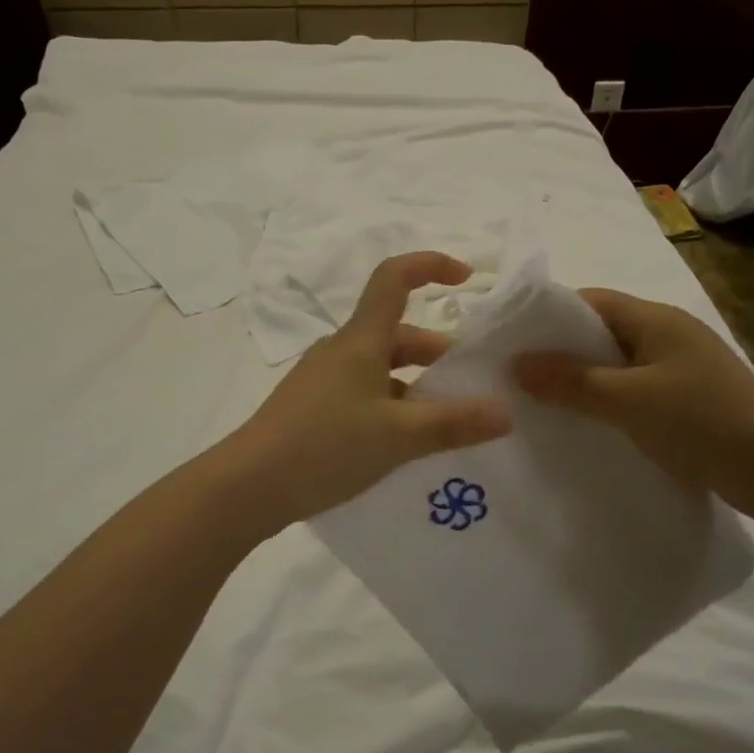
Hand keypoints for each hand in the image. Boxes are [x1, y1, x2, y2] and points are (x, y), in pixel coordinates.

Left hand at [222, 252, 511, 530]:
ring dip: (416, 385)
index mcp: (360, 341)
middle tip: (470, 386)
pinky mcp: (313, 409)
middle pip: (396, 333)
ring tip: (446, 422)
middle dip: (438, 352)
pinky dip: (392, 406)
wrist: (247, 487)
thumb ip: (454, 423)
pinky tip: (405, 444)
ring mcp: (323, 381)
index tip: (466, 278)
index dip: (430, 265)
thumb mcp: (399, 437)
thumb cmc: (325, 447)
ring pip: (381, 368)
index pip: (394, 278)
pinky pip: (363, 394)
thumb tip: (506, 414)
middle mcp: (341, 351)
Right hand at [512, 288, 753, 516]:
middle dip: (563, 351)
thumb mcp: (628, 400)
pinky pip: (636, 388)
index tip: (515, 341)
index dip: (551, 316)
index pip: (592, 301)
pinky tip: (589, 423)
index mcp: (656, 319)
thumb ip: (571, 382)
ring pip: (619, 363)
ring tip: (546, 402)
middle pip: (604, 331)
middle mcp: (669, 334)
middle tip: (522, 376)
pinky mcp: (689, 398)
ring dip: (586, 379)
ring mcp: (682, 367)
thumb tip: (516, 365)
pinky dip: (609, 400)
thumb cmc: (699, 420)